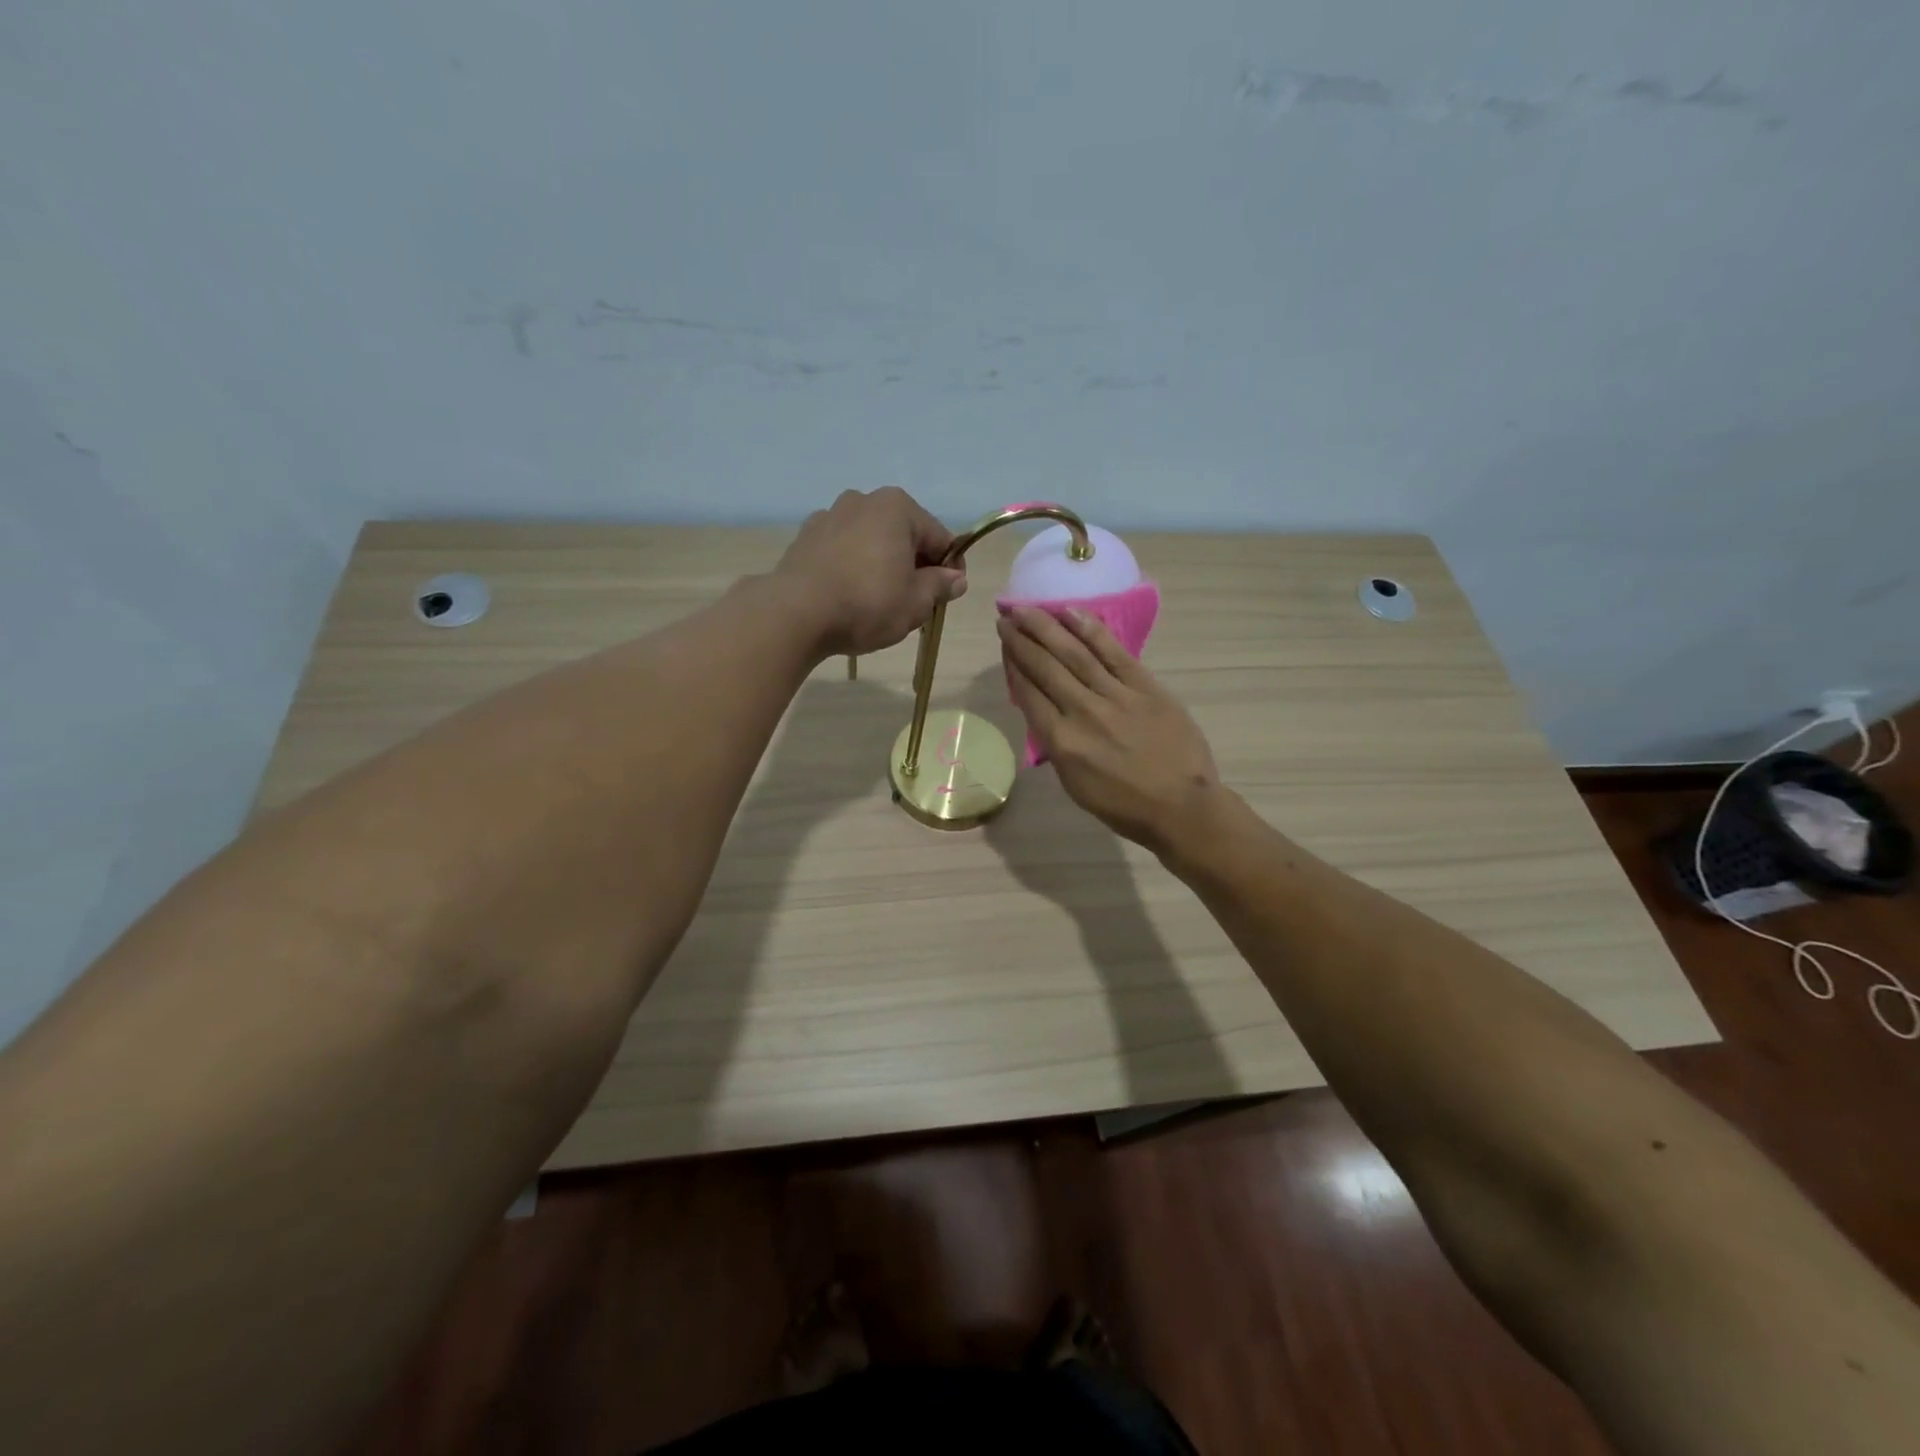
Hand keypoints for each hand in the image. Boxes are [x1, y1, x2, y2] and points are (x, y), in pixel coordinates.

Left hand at [774, 488, 966, 657]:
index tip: (948, 596)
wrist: (795, 614)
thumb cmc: (867, 604)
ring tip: (880, 602)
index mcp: (898, 507)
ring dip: (882, 564)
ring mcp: (830, 515)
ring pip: (871, 541)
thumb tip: (955, 578)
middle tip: (915, 602)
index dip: (951, 568)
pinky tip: (849, 596)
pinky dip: (853, 567)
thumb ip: (940, 586)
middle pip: (904, 535)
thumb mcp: (916, 603)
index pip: (940, 538)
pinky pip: (843, 550)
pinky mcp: (806, 537)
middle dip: (914, 565)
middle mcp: (863, 500)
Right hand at [997, 605, 1220, 850]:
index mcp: (1062, 743)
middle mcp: (1083, 712)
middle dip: (1021, 640)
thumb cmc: (1124, 805)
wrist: (1181, 806)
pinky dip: (1090, 630)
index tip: (1003, 644)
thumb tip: (1044, 712)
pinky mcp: (1145, 687)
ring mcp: (1116, 696)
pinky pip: (1113, 652)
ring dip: (1047, 627)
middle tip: (1005, 617)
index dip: (1013, 665)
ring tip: (1028, 609)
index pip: (1028, 694)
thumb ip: (1056, 745)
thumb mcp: (1074, 784)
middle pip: (1045, 668)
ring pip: (1074, 653)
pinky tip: (1071, 612)